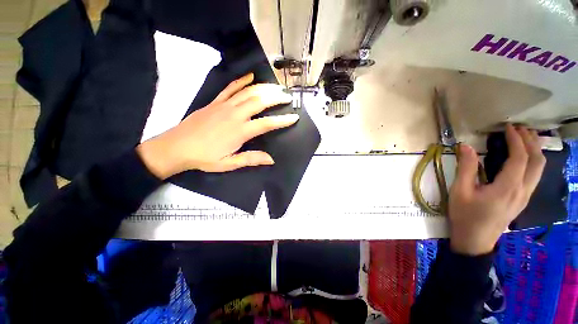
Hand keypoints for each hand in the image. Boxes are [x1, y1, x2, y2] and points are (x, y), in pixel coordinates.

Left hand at [136, 73, 297, 178]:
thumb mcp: (229, 163)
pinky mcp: (215, 102)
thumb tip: (271, 159)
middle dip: (276, 97)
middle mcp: (235, 114)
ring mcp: (224, 105)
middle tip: (287, 96)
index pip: (267, 123)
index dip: (282, 120)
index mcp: (240, 131)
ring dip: (264, 88)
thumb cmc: (204, 157)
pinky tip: (250, 76)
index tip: (294, 117)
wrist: (176, 147)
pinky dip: (242, 81)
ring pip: (248, 92)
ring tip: (276, 86)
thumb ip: (251, 159)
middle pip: (260, 101)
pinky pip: (230, 88)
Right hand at [449, 124, 545, 254]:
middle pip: (537, 161)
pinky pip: (534, 176)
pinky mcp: (522, 200)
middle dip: (531, 142)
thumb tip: (465, 146)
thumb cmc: (464, 215)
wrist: (474, 240)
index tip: (507, 127)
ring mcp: (525, 196)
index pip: (519, 158)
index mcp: (507, 188)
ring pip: (539, 169)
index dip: (516, 140)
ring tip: (524, 138)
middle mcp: (522, 190)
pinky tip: (524, 158)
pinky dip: (533, 161)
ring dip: (534, 150)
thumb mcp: (460, 191)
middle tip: (519, 128)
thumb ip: (465, 168)